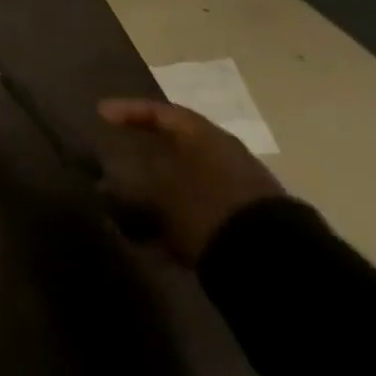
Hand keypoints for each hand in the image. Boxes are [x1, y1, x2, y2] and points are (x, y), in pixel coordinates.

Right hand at [95, 98, 284, 264]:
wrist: (274, 263)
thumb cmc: (207, 207)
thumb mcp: (160, 191)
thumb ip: (132, 182)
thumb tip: (109, 180)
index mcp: (203, 135)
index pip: (160, 112)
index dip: (129, 111)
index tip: (101, 113)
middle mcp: (223, 154)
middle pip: (175, 145)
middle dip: (144, 152)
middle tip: (115, 154)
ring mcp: (238, 189)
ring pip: (186, 179)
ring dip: (158, 189)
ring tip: (129, 204)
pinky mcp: (244, 222)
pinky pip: (198, 208)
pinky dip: (174, 215)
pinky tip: (155, 236)